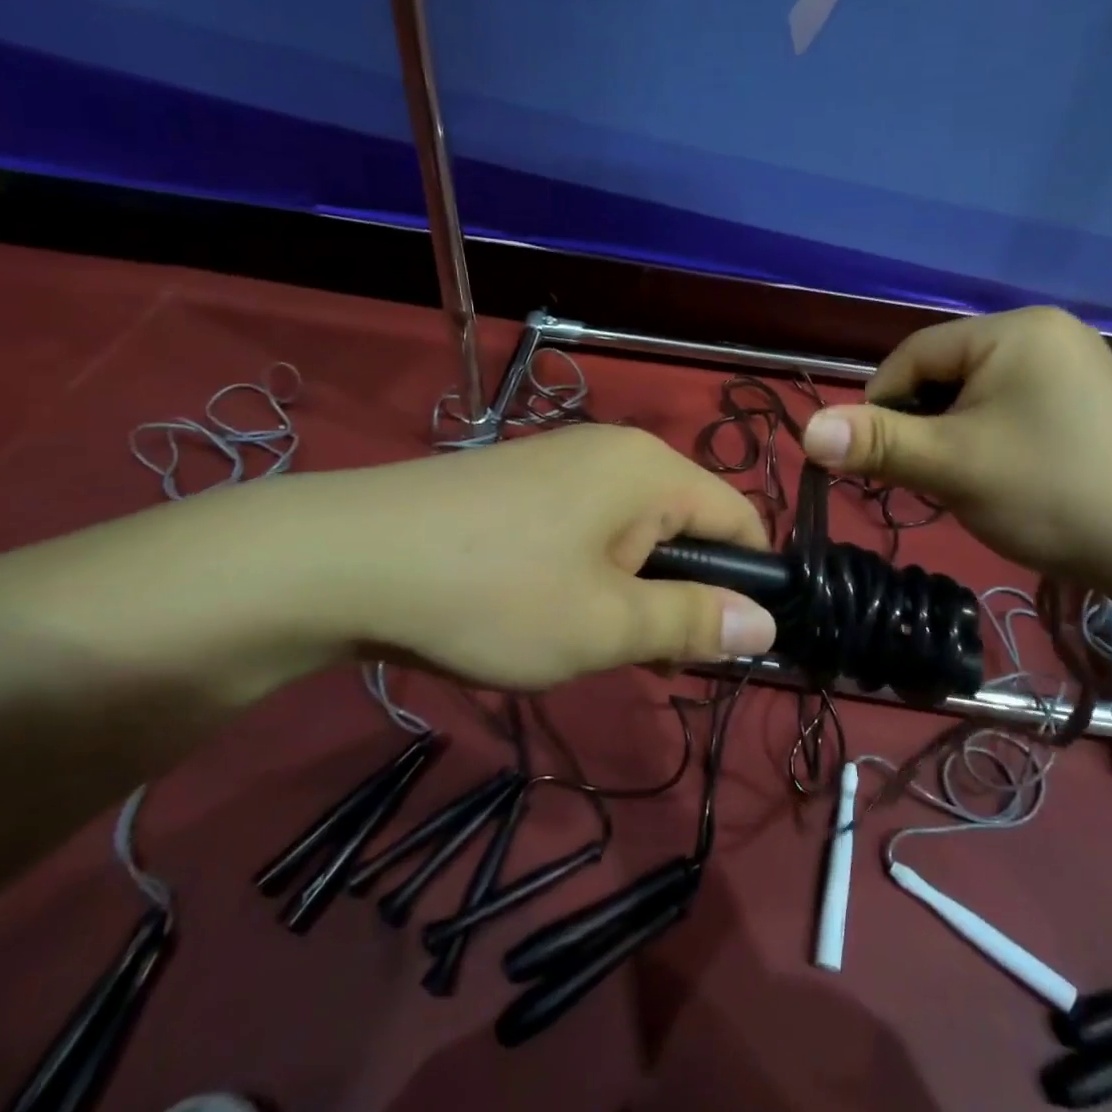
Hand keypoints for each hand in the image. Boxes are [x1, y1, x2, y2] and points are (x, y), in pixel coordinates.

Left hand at [274, 423, 776, 688]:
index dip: (751, 583)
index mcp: (652, 468)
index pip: (740, 517)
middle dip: (683, 594)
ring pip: (634, 531)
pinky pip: (588, 527)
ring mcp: (564, 461)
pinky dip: (590, 572)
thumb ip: (694, 622)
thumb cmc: (494, 593)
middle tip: (650, 660)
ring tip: (592, 643)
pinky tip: (546, 611)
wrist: (345, 559)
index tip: (726, 647)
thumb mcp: (606, 625)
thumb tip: (766, 624)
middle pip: (687, 524)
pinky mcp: (524, 482)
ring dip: (633, 590)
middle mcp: (616, 451)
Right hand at [798, 308, 1111, 588]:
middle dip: (924, 424)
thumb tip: (806, 431)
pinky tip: (1002, 473)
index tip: (876, 459)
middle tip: (928, 475)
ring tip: (965, 479)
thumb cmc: (1051, 494)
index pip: (914, 355)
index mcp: (1013, 330)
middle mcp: (1044, 331)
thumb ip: (878, 443)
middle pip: (945, 372)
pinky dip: (988, 435)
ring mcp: (1071, 362)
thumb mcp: (953, 466)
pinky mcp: (1084, 396)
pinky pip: (1010, 404)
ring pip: (975, 392)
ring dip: (953, 433)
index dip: (882, 406)